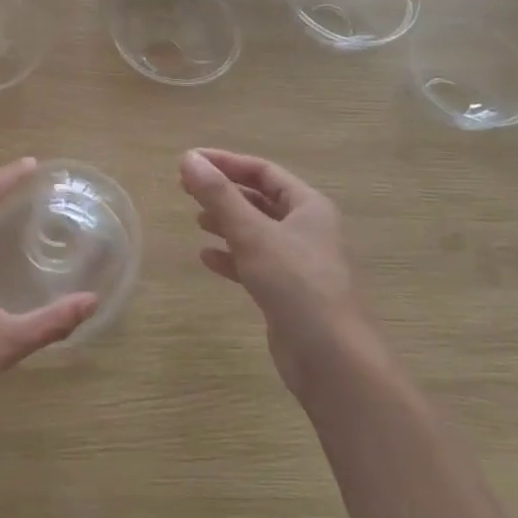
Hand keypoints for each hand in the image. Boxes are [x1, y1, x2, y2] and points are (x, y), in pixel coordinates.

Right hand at [179, 148, 369, 402]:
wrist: (332, 358)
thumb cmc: (296, 284)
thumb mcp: (253, 233)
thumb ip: (219, 196)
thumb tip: (188, 158)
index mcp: (309, 207)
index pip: (263, 171)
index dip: (226, 163)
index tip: (189, 161)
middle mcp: (308, 229)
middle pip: (260, 200)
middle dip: (224, 193)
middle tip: (186, 188)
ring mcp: (300, 263)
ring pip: (257, 232)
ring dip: (227, 223)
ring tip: (196, 220)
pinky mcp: (289, 292)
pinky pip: (255, 263)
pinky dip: (232, 256)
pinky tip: (207, 259)